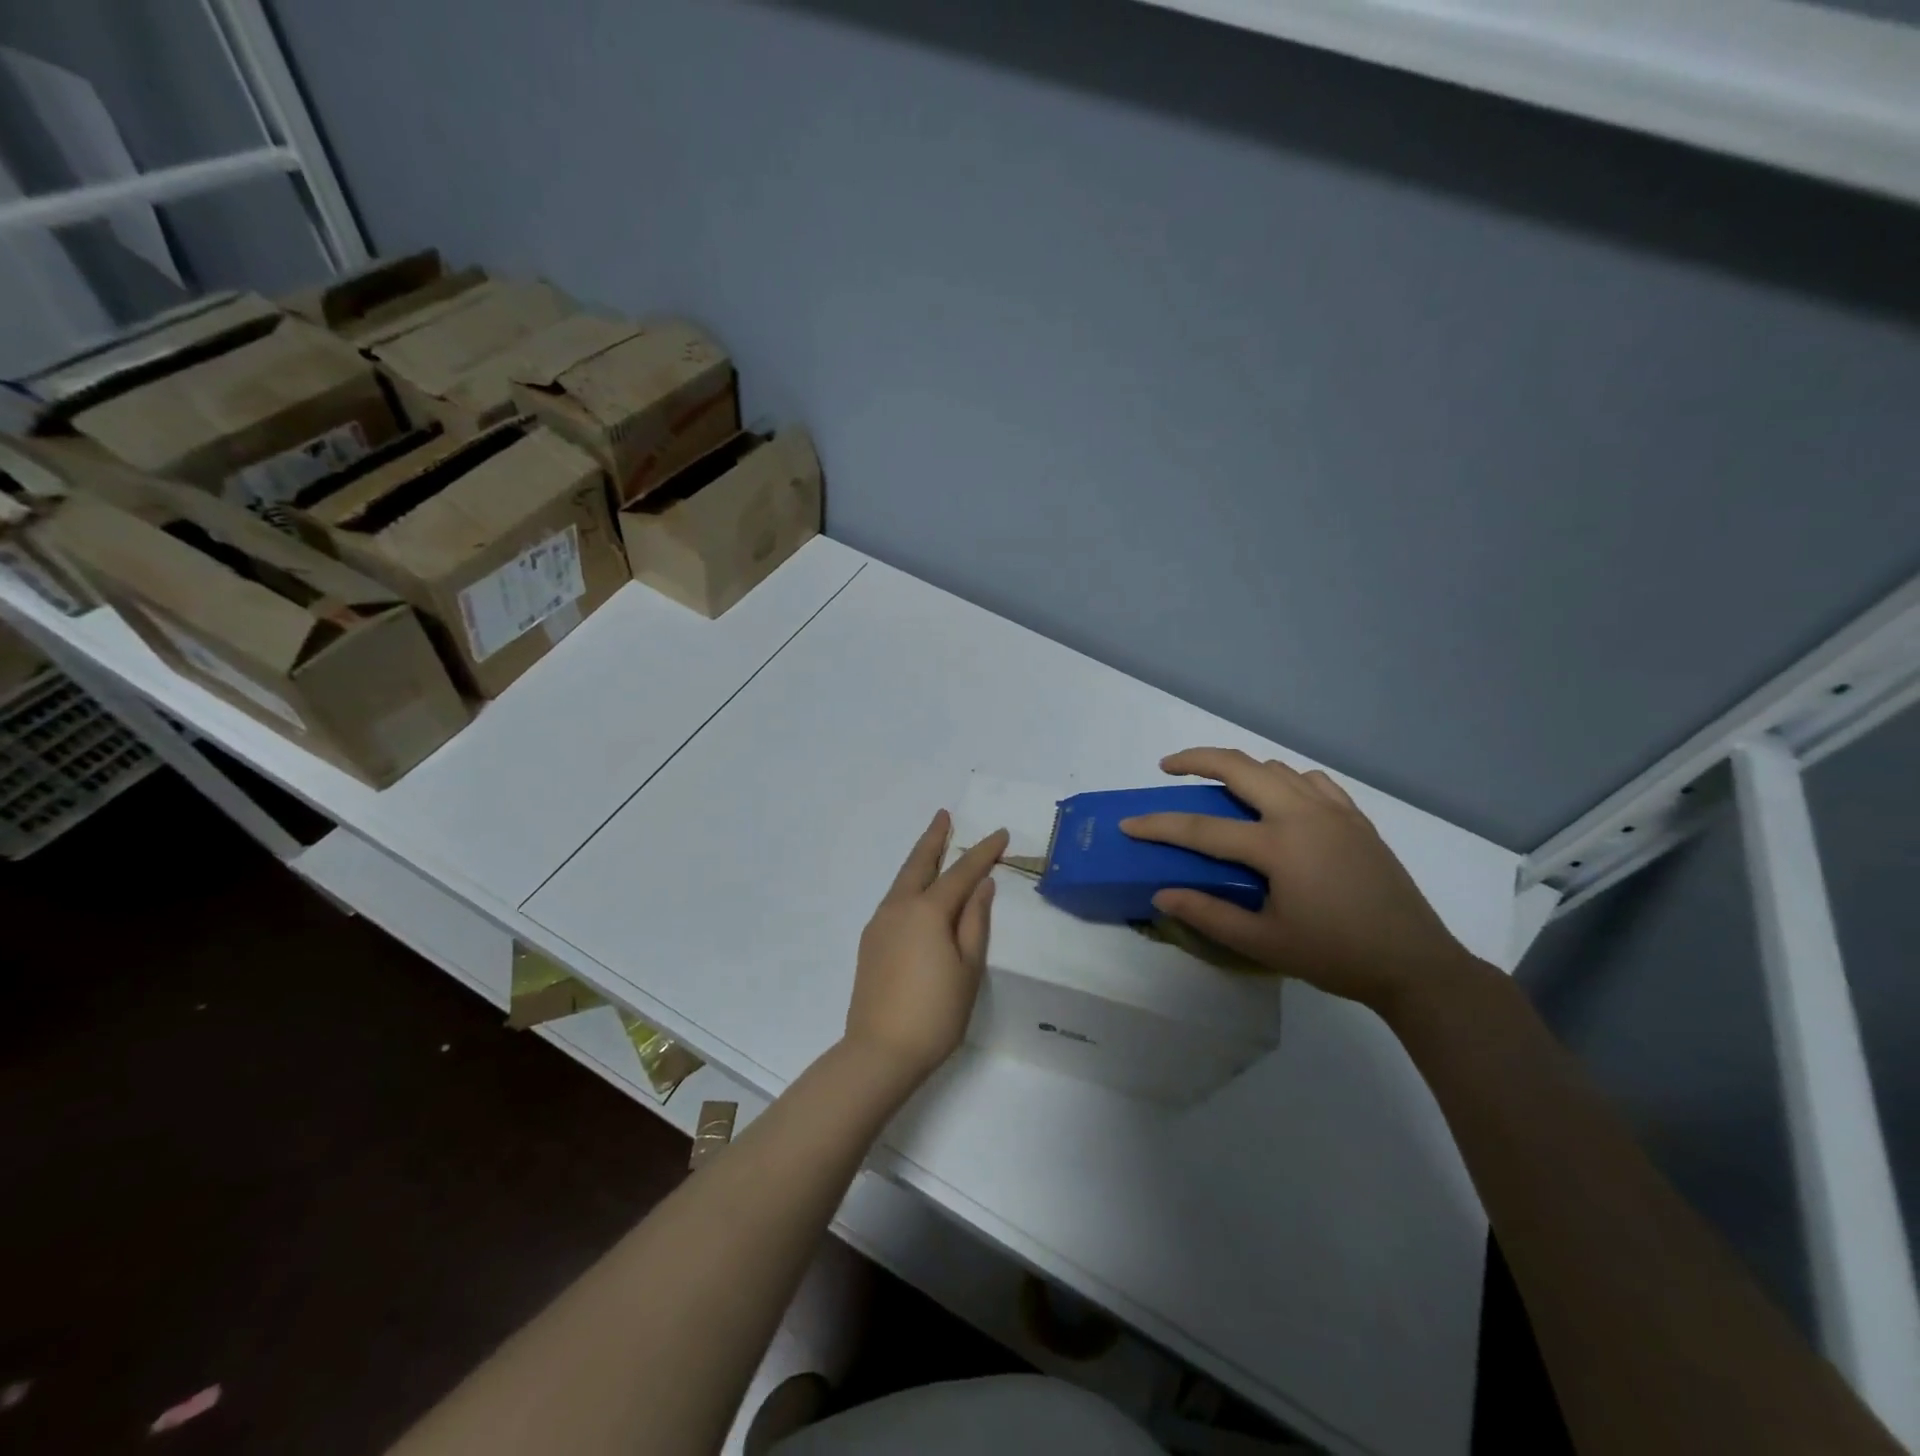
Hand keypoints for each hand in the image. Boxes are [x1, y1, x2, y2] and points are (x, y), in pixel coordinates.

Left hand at [845, 811, 1007, 1089]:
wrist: (880, 1051)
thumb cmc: (935, 1012)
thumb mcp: (968, 968)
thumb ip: (975, 921)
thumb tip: (982, 885)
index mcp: (927, 911)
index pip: (961, 872)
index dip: (983, 852)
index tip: (1001, 834)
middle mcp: (899, 908)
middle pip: (919, 863)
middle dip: (934, 837)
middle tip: (944, 815)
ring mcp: (879, 923)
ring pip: (903, 880)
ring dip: (919, 859)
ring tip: (933, 844)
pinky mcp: (870, 941)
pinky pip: (894, 899)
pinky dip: (910, 884)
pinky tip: (918, 891)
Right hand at [1121, 748, 1476, 1015]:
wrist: (1414, 963)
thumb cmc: (1335, 955)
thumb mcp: (1264, 942)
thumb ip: (1208, 914)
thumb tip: (1162, 894)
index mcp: (1278, 845)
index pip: (1202, 828)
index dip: (1159, 825)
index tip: (1128, 823)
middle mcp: (1303, 814)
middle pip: (1239, 767)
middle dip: (1196, 759)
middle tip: (1169, 767)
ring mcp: (1334, 811)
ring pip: (1276, 769)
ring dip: (1240, 769)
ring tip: (1219, 786)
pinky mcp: (1356, 818)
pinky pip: (1311, 781)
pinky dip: (1284, 780)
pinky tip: (1279, 800)